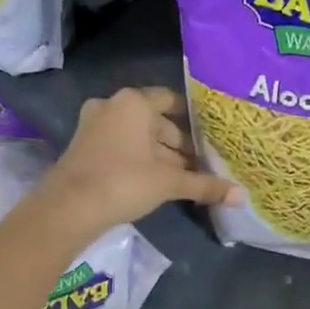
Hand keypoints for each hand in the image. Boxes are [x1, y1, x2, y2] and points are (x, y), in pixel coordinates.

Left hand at [46, 86, 238, 231]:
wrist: (68, 208)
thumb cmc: (124, 182)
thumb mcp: (169, 183)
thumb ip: (205, 185)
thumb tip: (241, 196)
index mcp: (135, 102)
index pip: (171, 101)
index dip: (193, 119)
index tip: (211, 137)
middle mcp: (113, 105)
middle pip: (156, 122)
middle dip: (178, 145)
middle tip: (201, 166)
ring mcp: (95, 125)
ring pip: (138, 136)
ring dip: (160, 155)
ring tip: (184, 178)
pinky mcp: (84, 146)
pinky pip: (121, 146)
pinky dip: (139, 159)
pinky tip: (156, 182)